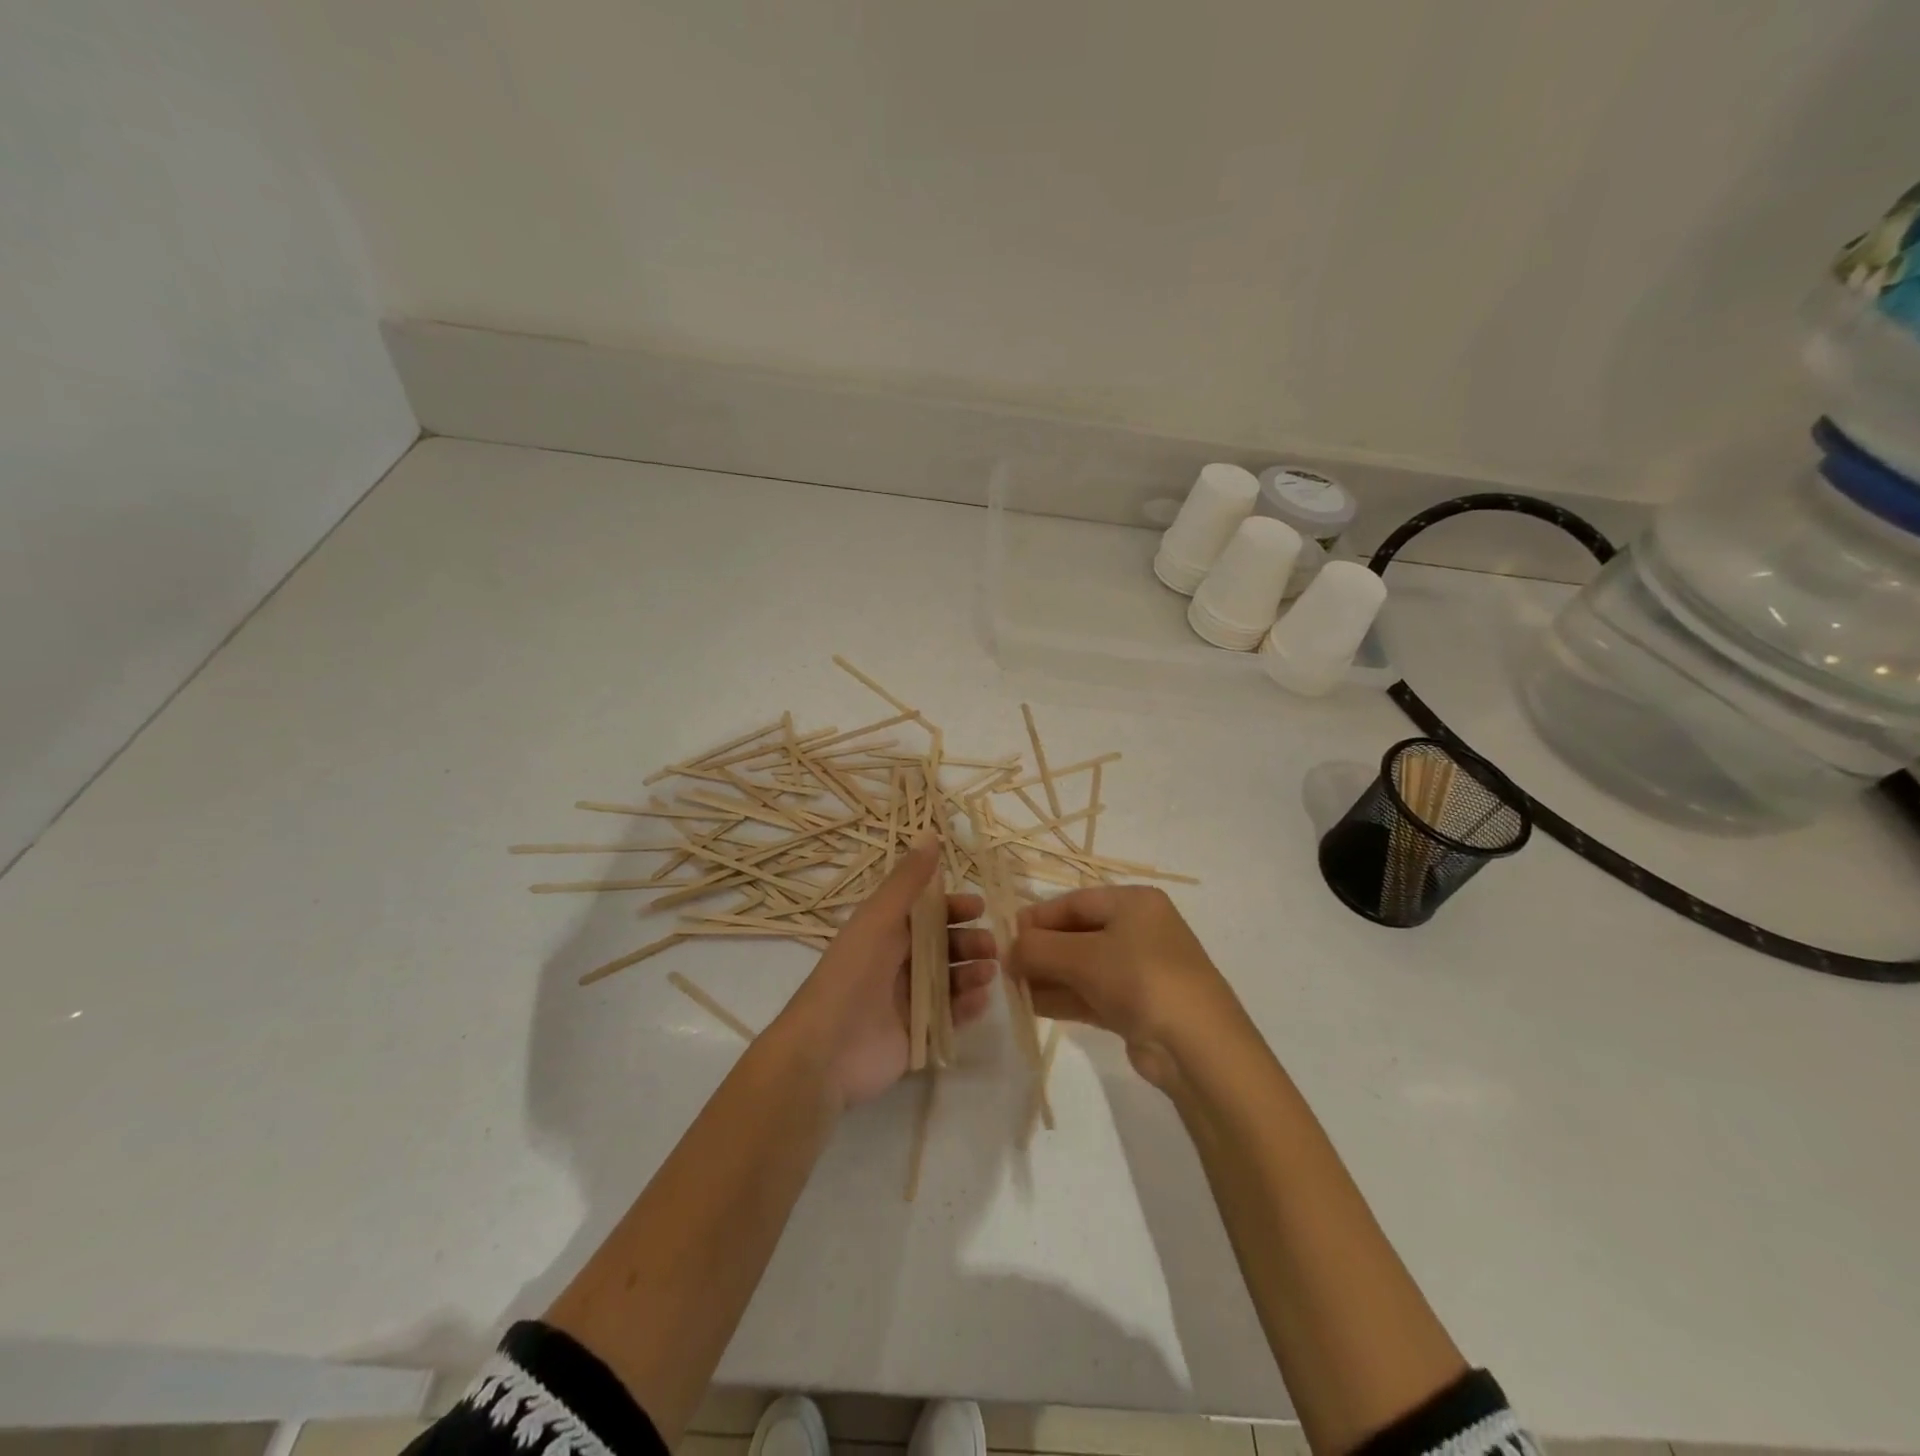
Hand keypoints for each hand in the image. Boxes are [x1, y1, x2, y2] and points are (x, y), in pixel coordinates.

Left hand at [781, 838, 997, 1106]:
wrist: (826, 1051)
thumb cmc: (852, 975)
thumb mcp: (879, 919)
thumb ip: (907, 881)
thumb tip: (930, 834)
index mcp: (884, 934)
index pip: (926, 914)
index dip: (953, 908)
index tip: (979, 907)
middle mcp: (896, 964)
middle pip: (943, 947)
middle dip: (969, 942)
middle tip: (991, 946)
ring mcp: (907, 1002)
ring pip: (950, 981)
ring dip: (972, 973)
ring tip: (988, 972)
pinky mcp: (916, 1037)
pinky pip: (950, 1018)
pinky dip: (967, 1008)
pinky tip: (980, 1000)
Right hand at [1008, 886, 1246, 1090]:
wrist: (1198, 1048)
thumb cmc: (1141, 979)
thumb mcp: (1083, 957)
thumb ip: (1038, 949)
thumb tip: (1007, 950)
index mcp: (1134, 903)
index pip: (1075, 902)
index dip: (1038, 917)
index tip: (1005, 935)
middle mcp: (1139, 930)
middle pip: (1077, 933)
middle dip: (1041, 950)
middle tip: (1005, 967)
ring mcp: (1140, 970)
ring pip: (1082, 966)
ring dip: (1048, 976)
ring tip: (1011, 989)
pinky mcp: (1137, 1006)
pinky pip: (1091, 993)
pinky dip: (1063, 997)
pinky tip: (1032, 1005)